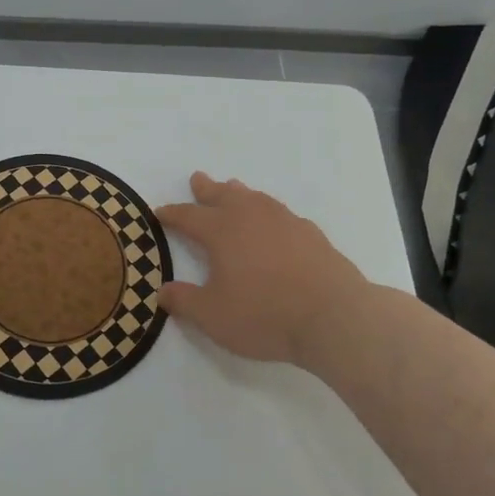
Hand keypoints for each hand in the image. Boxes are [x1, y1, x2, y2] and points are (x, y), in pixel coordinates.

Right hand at [156, 172, 374, 367]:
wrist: (334, 315)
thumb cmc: (265, 314)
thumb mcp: (213, 317)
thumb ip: (185, 302)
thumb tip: (163, 291)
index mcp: (221, 231)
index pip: (189, 216)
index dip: (172, 214)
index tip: (159, 212)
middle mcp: (250, 217)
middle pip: (222, 195)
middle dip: (206, 189)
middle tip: (198, 178)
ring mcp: (284, 221)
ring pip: (254, 198)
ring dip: (239, 193)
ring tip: (233, 188)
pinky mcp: (310, 234)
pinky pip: (281, 213)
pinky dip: (268, 211)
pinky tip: (274, 221)